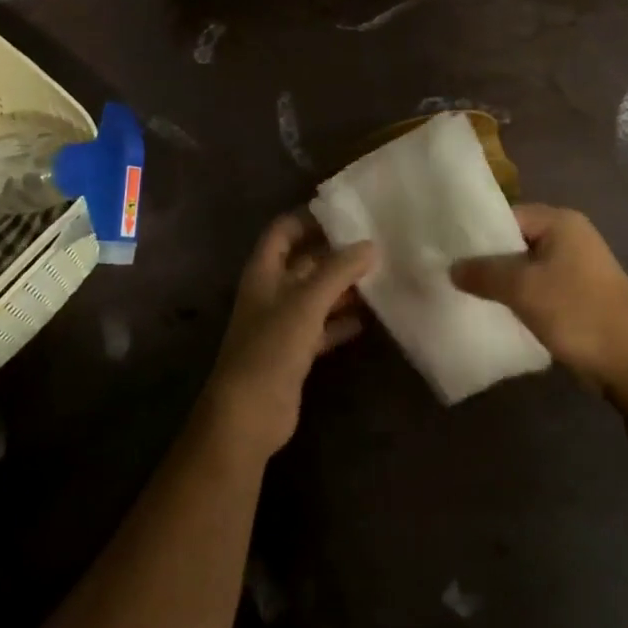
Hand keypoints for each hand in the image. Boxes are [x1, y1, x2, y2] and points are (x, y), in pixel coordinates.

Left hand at [199, 215, 374, 463]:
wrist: (249, 414)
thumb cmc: (271, 346)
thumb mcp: (307, 301)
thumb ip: (338, 270)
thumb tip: (370, 245)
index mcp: (263, 271)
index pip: (283, 230)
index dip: (309, 218)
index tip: (345, 213)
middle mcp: (271, 291)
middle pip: (304, 262)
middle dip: (334, 253)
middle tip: (374, 244)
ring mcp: (282, 323)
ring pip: (315, 295)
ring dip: (342, 287)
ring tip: (379, 276)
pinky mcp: (294, 352)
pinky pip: (321, 327)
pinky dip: (341, 321)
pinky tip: (368, 318)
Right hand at [450, 204, 627, 393]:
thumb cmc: (577, 312)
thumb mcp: (522, 288)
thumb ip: (483, 272)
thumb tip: (452, 268)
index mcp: (561, 222)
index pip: (506, 215)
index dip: (476, 232)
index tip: (447, 249)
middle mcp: (570, 236)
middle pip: (515, 240)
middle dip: (487, 258)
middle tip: (451, 272)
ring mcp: (577, 267)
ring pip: (526, 266)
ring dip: (502, 280)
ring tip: (467, 292)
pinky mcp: (579, 295)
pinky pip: (538, 287)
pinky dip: (519, 296)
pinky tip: (495, 310)